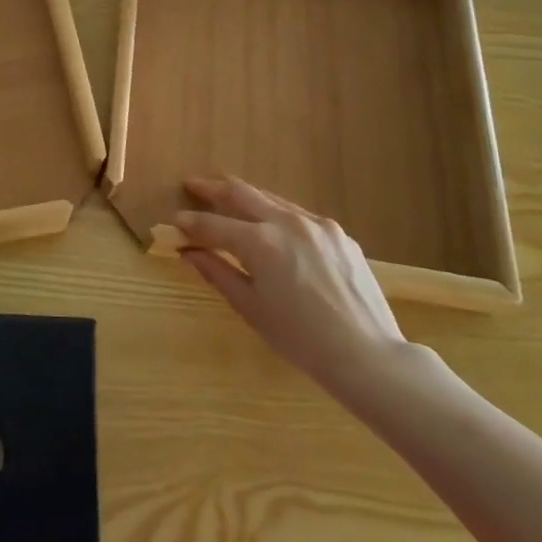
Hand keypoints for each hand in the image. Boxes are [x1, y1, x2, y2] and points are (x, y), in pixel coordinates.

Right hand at [176, 177, 416, 400]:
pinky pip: (299, 215)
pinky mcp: (339, 234)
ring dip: (246, 197)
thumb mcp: (251, 308)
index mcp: (261, 242)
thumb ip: (218, 272)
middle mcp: (287, 222)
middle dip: (213, 189)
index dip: (190, 223)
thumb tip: (189, 252)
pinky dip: (277, 214)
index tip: (174, 222)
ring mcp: (317, 225)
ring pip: (272, 199)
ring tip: (227, 196)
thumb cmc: (300, 339)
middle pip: (241, 194)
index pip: (214, 225)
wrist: (367, 355)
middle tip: (193, 185)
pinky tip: (272, 225)